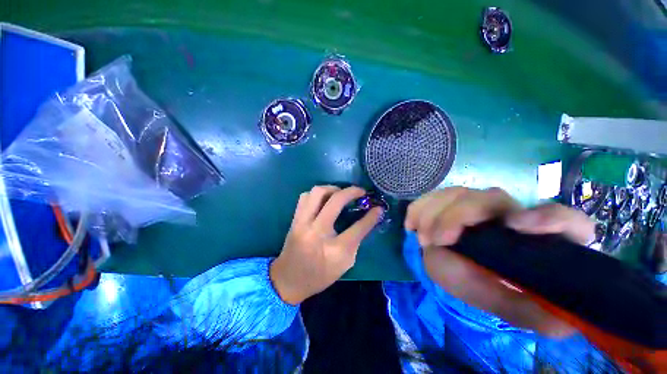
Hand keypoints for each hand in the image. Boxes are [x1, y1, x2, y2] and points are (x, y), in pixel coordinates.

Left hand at [270, 186, 382, 304]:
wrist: (288, 280)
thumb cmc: (320, 275)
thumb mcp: (345, 263)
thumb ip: (357, 240)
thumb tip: (369, 218)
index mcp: (333, 250)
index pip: (357, 228)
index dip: (371, 216)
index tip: (378, 207)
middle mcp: (316, 232)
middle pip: (335, 201)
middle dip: (351, 192)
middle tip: (360, 191)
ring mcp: (302, 223)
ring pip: (317, 192)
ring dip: (332, 189)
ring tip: (341, 194)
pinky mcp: (294, 219)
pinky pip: (305, 196)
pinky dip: (318, 194)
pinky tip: (324, 200)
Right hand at [405, 187, 594, 336]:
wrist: (464, 274)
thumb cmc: (492, 290)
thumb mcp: (512, 308)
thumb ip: (534, 313)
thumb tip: (561, 320)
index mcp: (537, 239)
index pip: (565, 220)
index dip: (547, 217)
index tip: (516, 227)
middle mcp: (508, 215)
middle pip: (492, 198)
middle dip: (459, 216)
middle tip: (436, 240)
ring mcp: (477, 206)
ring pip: (459, 194)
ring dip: (434, 212)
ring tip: (422, 237)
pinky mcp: (451, 204)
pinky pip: (434, 197)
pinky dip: (420, 207)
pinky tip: (411, 223)